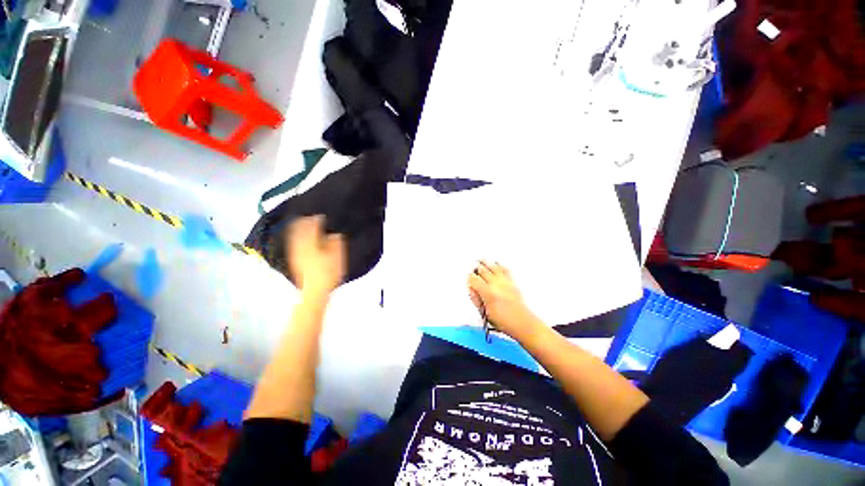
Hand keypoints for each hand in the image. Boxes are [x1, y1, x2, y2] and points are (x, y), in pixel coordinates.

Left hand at [285, 215, 345, 297]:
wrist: (314, 290)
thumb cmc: (328, 272)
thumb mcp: (337, 256)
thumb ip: (335, 242)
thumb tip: (333, 234)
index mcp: (312, 242)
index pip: (313, 226)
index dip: (317, 220)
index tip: (322, 216)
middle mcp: (301, 245)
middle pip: (300, 229)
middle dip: (304, 222)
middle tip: (310, 217)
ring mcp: (296, 253)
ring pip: (294, 236)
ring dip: (298, 228)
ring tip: (303, 224)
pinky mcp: (294, 260)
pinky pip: (292, 244)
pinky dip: (295, 238)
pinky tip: (299, 239)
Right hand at [467, 261, 541, 339]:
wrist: (522, 323)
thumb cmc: (503, 321)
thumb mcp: (484, 313)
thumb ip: (476, 299)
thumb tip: (471, 289)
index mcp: (487, 292)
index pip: (474, 279)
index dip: (469, 278)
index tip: (468, 279)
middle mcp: (496, 284)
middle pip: (482, 270)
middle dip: (476, 268)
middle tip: (473, 268)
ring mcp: (504, 281)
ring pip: (493, 266)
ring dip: (485, 263)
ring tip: (480, 260)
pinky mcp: (512, 281)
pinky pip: (504, 269)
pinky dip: (499, 265)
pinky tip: (496, 263)